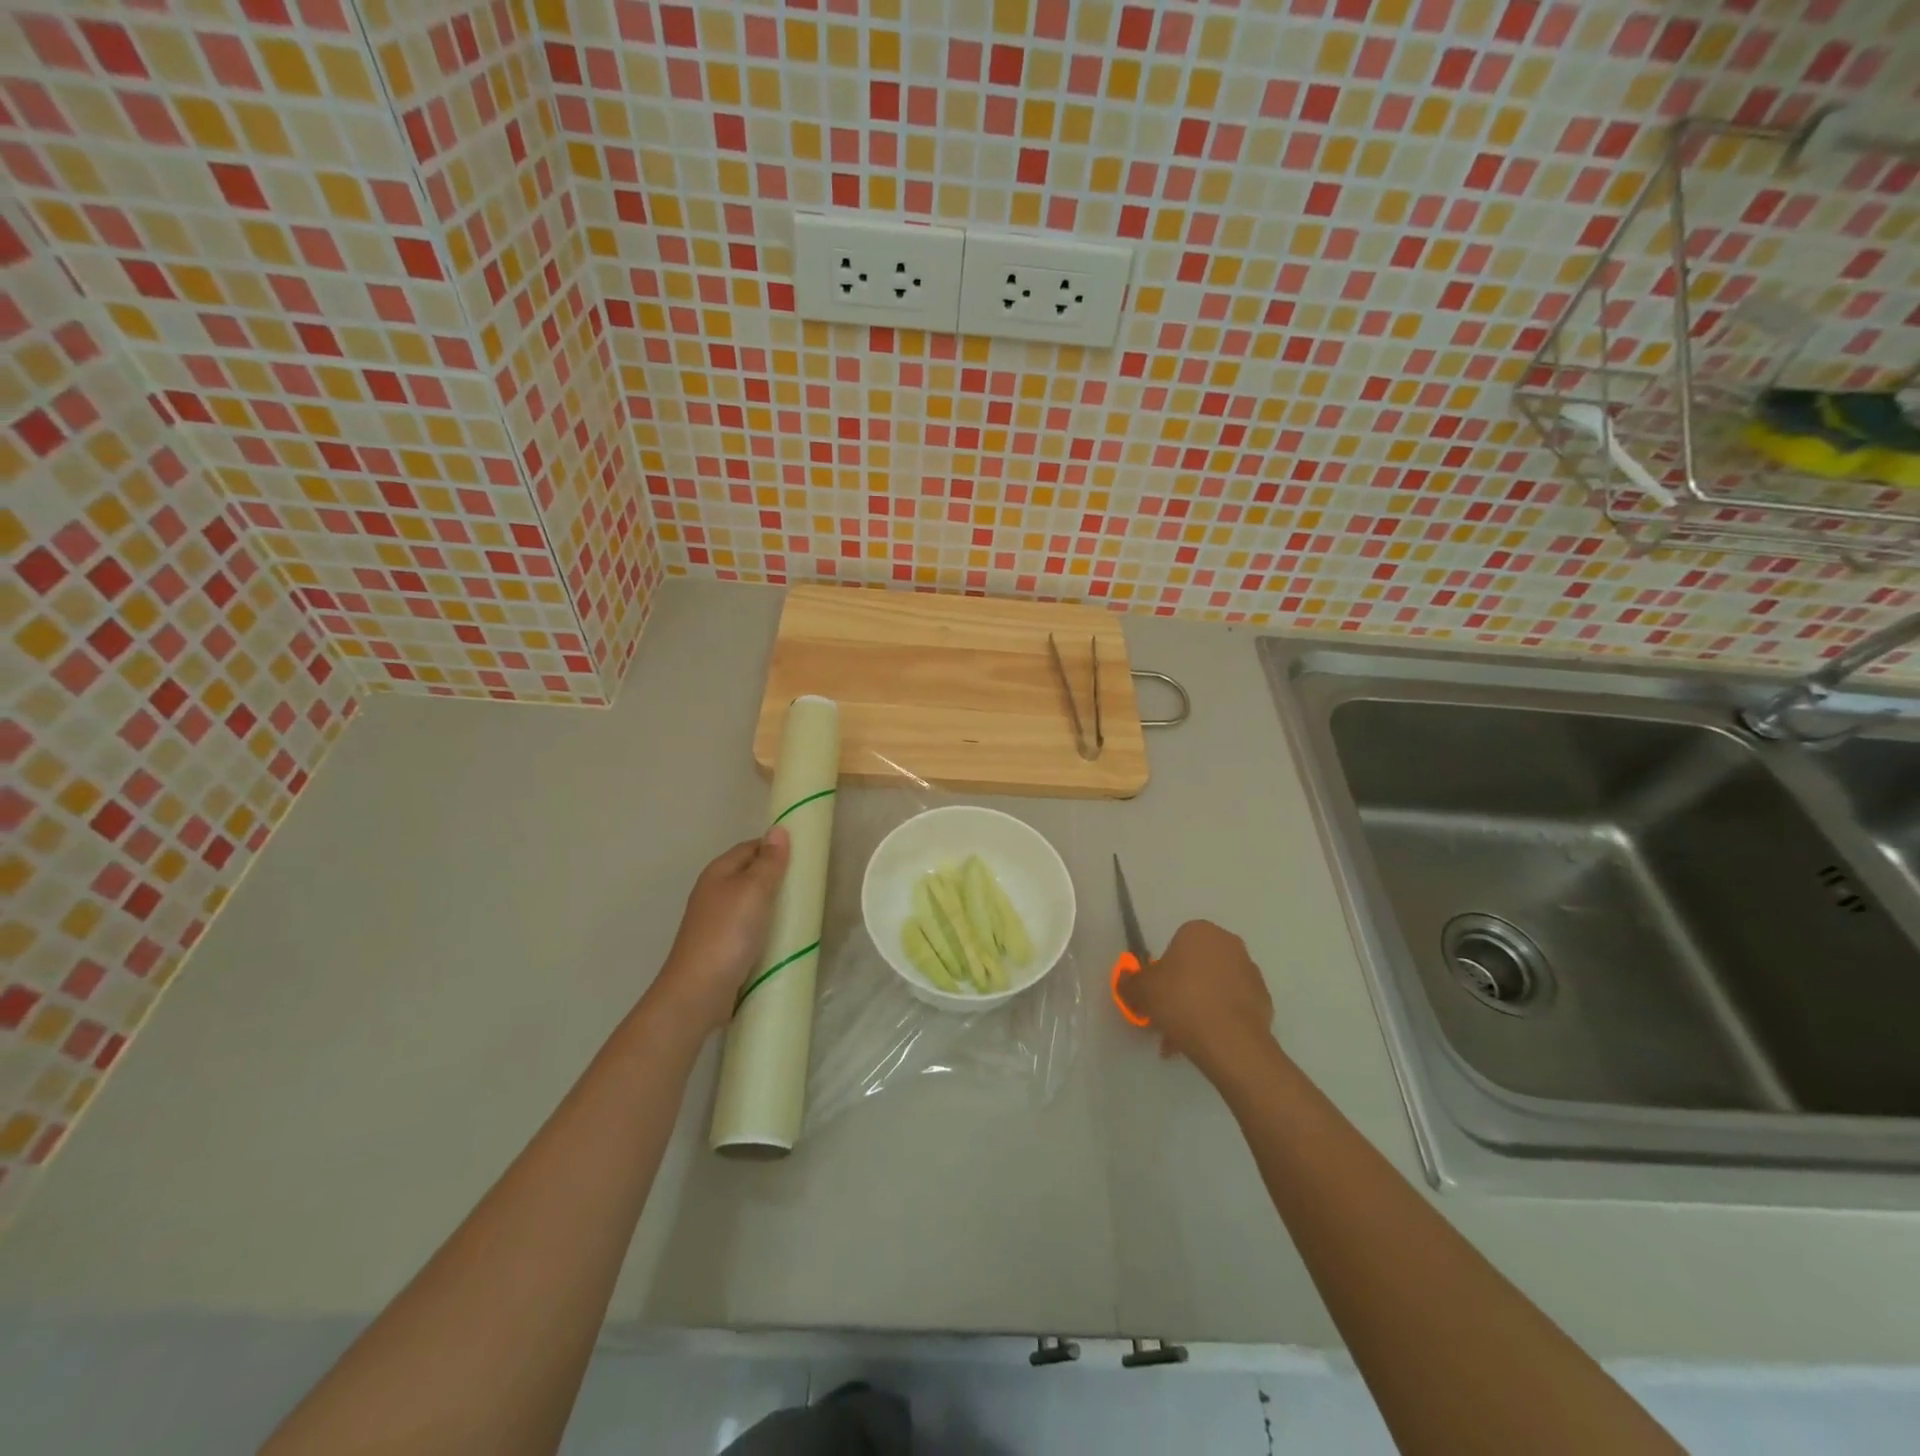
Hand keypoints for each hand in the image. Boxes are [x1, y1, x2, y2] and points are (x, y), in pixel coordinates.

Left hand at [651, 828, 790, 1033]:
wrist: (698, 992)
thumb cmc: (727, 934)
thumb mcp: (753, 890)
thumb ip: (768, 862)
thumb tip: (778, 830)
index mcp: (718, 872)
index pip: (751, 847)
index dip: (776, 847)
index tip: (806, 856)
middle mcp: (714, 892)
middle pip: (751, 874)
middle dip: (778, 877)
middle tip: (810, 884)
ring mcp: (717, 921)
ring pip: (752, 902)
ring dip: (774, 904)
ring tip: (804, 909)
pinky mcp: (723, 946)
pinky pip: (751, 927)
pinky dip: (768, 927)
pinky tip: (785, 936)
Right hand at [1127, 919, 1275, 1079]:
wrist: (1230, 1041)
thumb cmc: (1181, 1001)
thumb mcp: (1141, 990)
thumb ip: (1129, 982)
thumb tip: (1125, 981)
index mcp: (1200, 931)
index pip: (1176, 945)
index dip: (1163, 971)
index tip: (1157, 995)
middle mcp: (1229, 944)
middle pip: (1197, 966)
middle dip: (1182, 990)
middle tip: (1168, 1016)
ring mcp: (1251, 972)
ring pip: (1215, 988)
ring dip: (1200, 1006)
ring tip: (1185, 1038)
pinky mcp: (1264, 1000)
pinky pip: (1233, 1006)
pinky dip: (1220, 1019)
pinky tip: (1207, 1041)